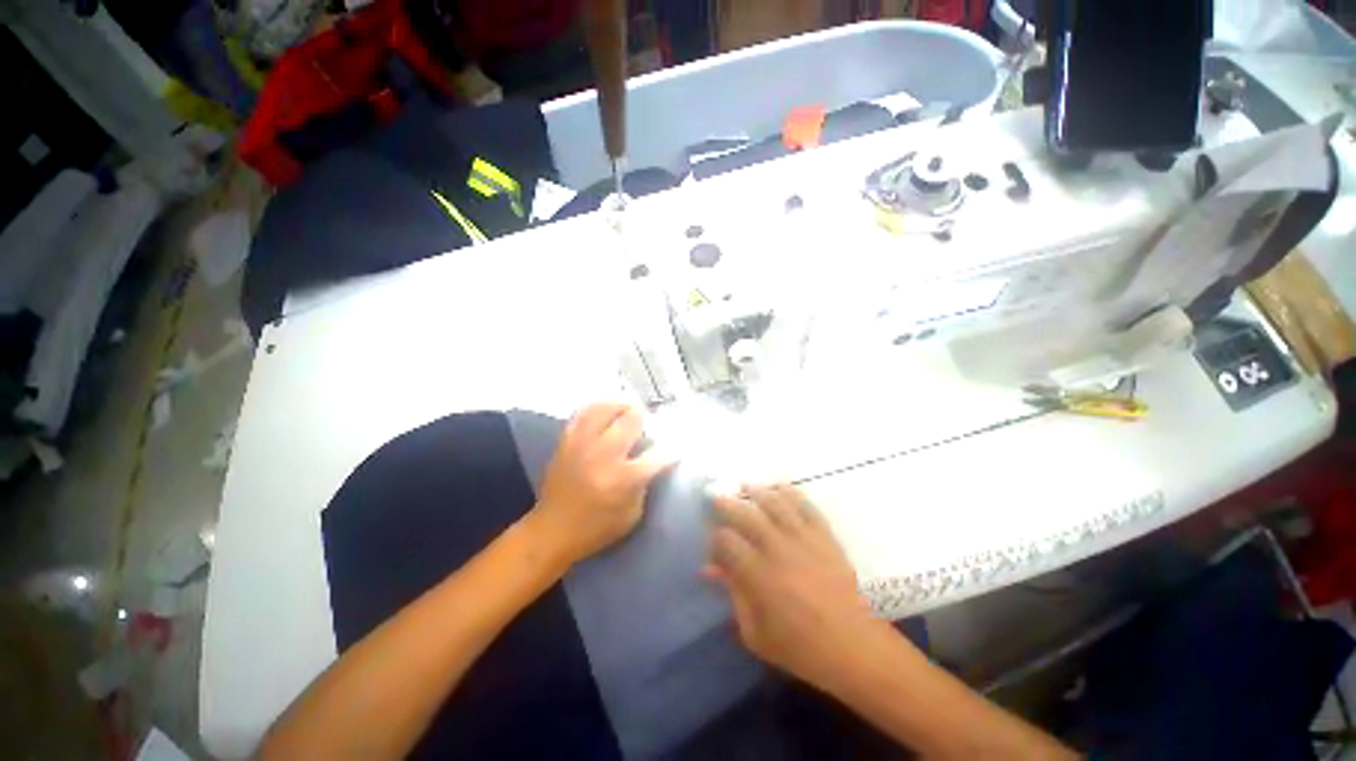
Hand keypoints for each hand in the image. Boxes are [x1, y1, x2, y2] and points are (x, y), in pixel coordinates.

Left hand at [531, 403, 673, 565]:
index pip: (656, 456)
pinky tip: (607, 410)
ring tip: (629, 410)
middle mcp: (602, 455)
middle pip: (630, 421)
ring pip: (606, 408)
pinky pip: (583, 413)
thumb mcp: (631, 515)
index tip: (678, 448)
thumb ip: (645, 483)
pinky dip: (598, 407)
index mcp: (622, 478)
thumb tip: (655, 459)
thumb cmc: (596, 528)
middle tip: (649, 423)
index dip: (672, 451)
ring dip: (622, 407)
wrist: (551, 531)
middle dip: (645, 419)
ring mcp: (582, 444)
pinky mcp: (567, 441)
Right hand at [706, 484, 892, 690]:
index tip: (713, 545)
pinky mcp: (824, 535)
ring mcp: (803, 538)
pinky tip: (780, 487)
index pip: (726, 541)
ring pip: (775, 503)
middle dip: (727, 504)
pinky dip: (791, 492)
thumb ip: (733, 596)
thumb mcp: (755, 634)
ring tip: (745, 486)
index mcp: (758, 575)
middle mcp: (778, 548)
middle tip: (717, 499)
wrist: (855, 647)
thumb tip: (711, 571)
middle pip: (746, 514)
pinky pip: (806, 505)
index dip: (714, 539)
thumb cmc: (802, 648)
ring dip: (757, 491)